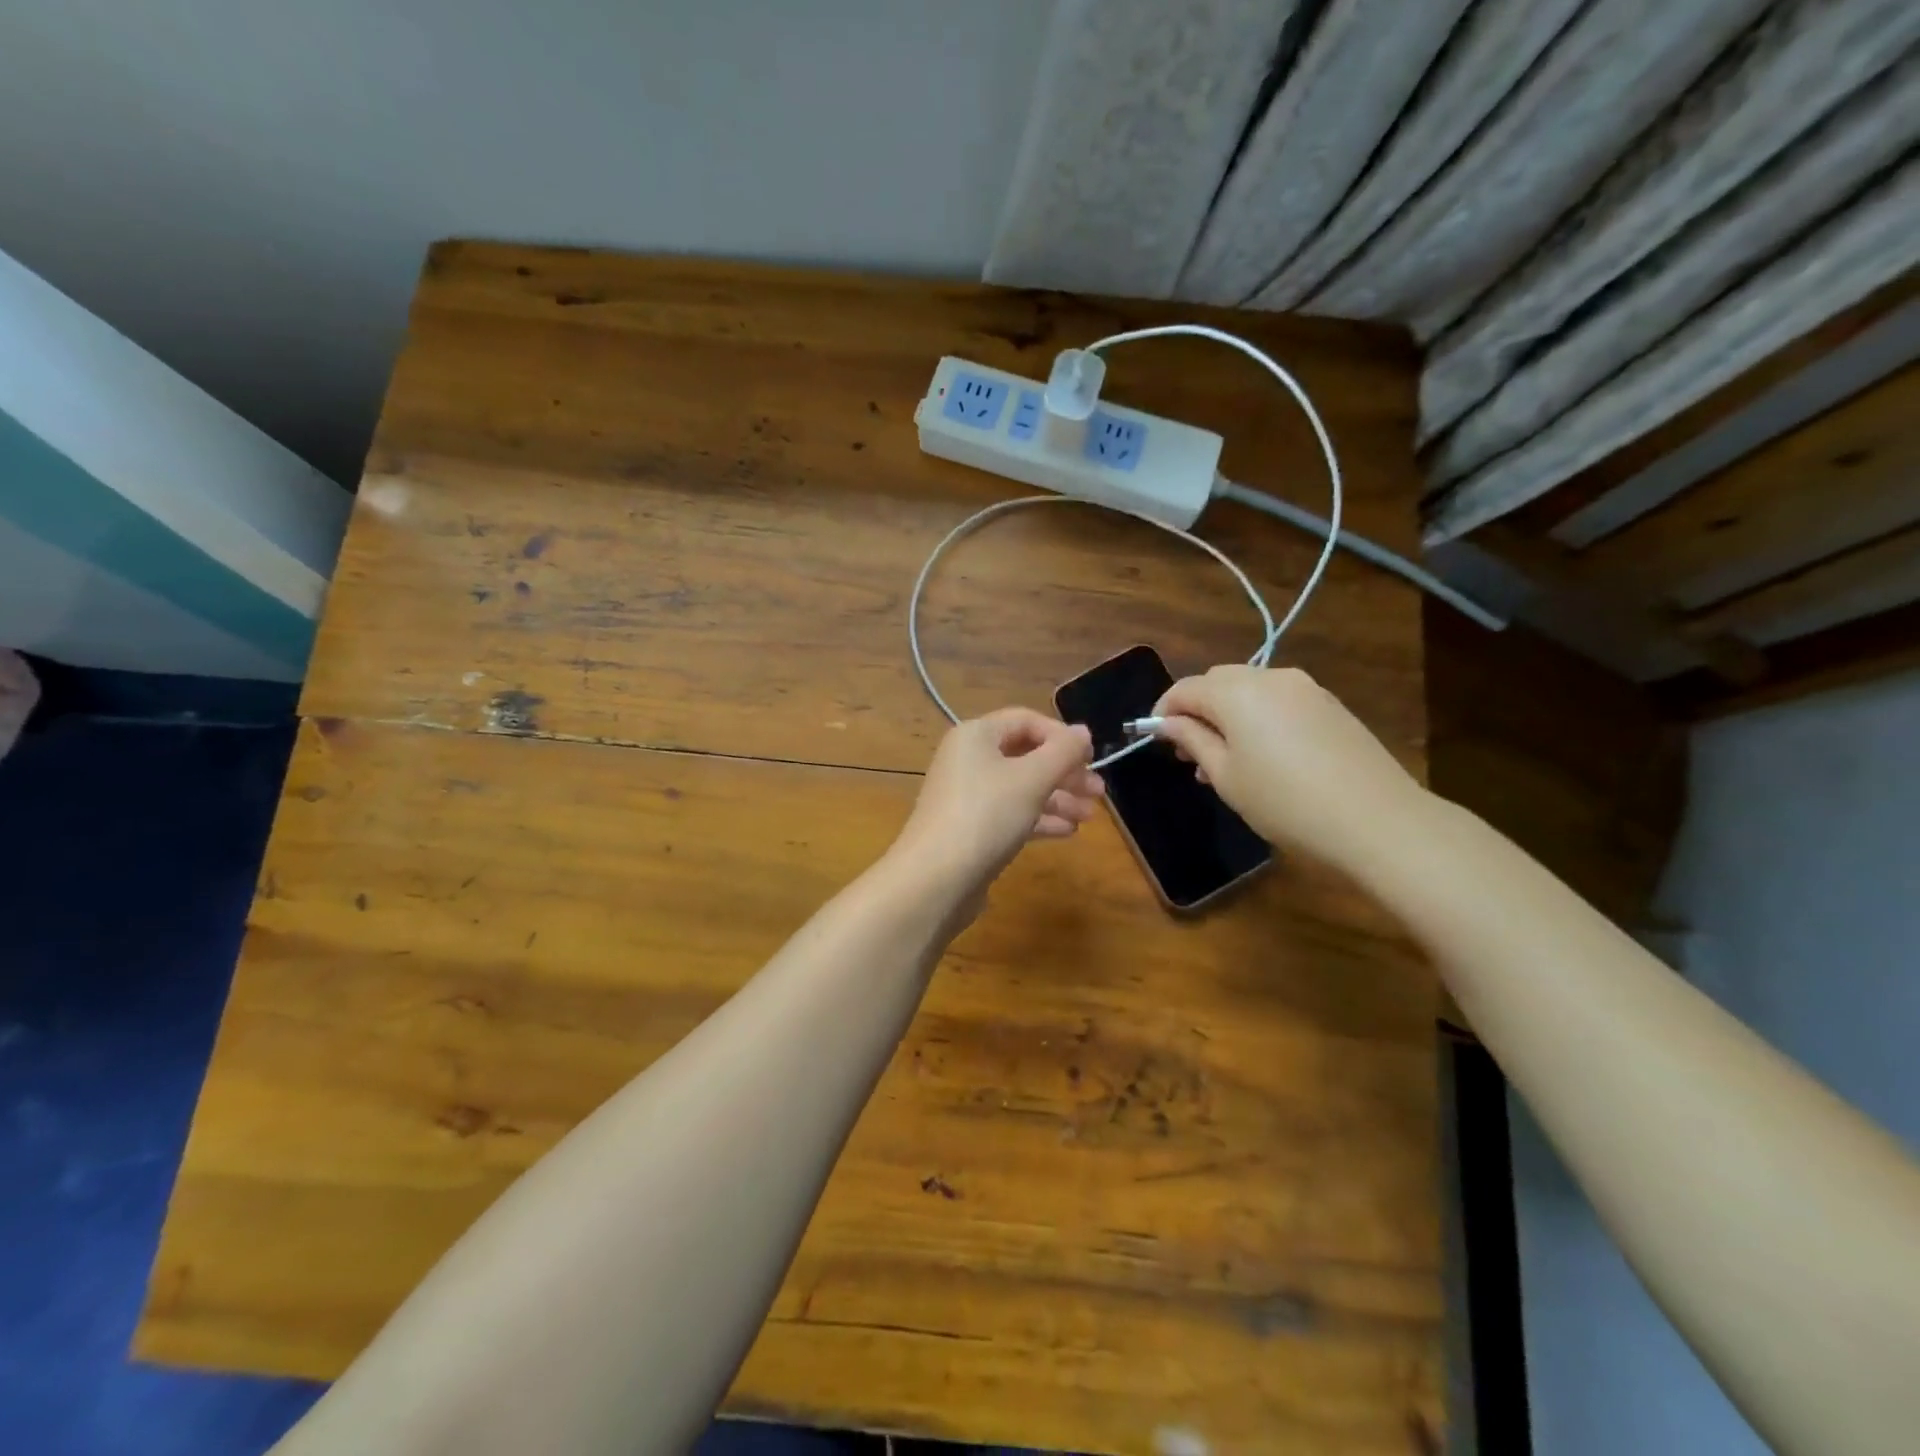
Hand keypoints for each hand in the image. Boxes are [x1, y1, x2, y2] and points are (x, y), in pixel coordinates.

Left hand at [889, 709, 1102, 895]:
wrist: (936, 879)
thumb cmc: (986, 815)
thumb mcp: (1032, 779)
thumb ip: (1063, 752)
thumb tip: (1083, 731)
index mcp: (976, 735)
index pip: (1026, 720)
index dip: (1061, 736)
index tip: (1092, 758)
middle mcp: (968, 759)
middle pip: (1025, 755)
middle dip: (1064, 772)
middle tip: (1099, 792)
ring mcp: (967, 796)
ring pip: (1020, 787)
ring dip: (1057, 798)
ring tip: (1089, 817)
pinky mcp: (970, 829)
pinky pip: (1010, 813)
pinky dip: (1038, 818)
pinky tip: (1067, 832)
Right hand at [1151, 665, 1425, 875]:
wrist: (1375, 819)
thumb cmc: (1284, 801)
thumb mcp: (1226, 776)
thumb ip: (1192, 740)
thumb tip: (1167, 723)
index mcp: (1236, 692)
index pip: (1185, 689)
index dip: (1163, 711)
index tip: (1155, 740)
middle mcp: (1269, 677)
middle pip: (1217, 682)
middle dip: (1196, 710)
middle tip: (1189, 753)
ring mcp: (1305, 688)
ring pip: (1249, 690)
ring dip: (1227, 714)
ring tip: (1224, 760)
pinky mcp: (1329, 704)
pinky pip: (1278, 700)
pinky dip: (1258, 718)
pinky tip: (1263, 756)